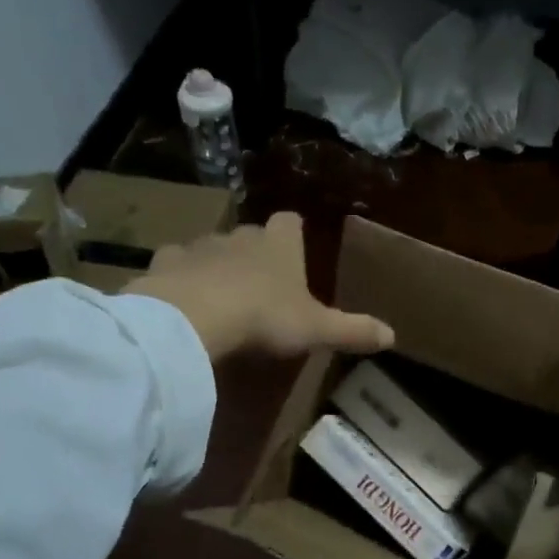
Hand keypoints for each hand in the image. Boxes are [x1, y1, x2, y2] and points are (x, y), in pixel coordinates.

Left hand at [125, 212, 393, 362]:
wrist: (194, 318)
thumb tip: (393, 336)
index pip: (290, 223)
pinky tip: (181, 297)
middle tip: (260, 280)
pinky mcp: (164, 264)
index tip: (295, 244)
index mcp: (279, 246)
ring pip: (210, 246)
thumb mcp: (316, 329)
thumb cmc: (264, 317)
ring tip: (218, 292)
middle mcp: (239, 236)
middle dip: (255, 251)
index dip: (293, 232)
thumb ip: (353, 330)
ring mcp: (199, 247)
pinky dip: (179, 276)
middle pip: (250, 234)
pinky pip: (174, 264)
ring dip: (215, 263)